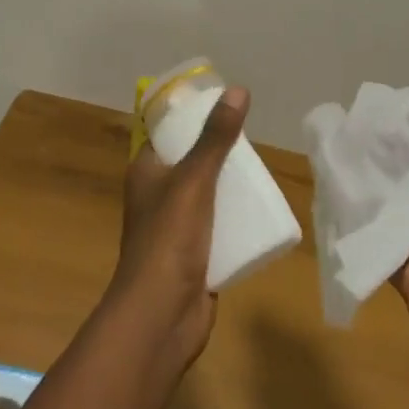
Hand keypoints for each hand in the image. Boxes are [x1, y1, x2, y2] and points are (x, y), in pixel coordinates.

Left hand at [106, 86, 249, 370]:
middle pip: (192, 163)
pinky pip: (219, 227)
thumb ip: (215, 138)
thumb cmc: (169, 240)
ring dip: (231, 187)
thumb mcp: (195, 180)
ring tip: (262, 173)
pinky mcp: (194, 255)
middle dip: (220, 153)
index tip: (226, 106)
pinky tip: (261, 212)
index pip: (168, 133)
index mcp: (146, 172)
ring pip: (208, 196)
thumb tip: (238, 90)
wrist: (160, 318)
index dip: (193, 118)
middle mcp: (158, 196)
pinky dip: (236, 219)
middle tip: (253, 141)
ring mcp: (176, 228)